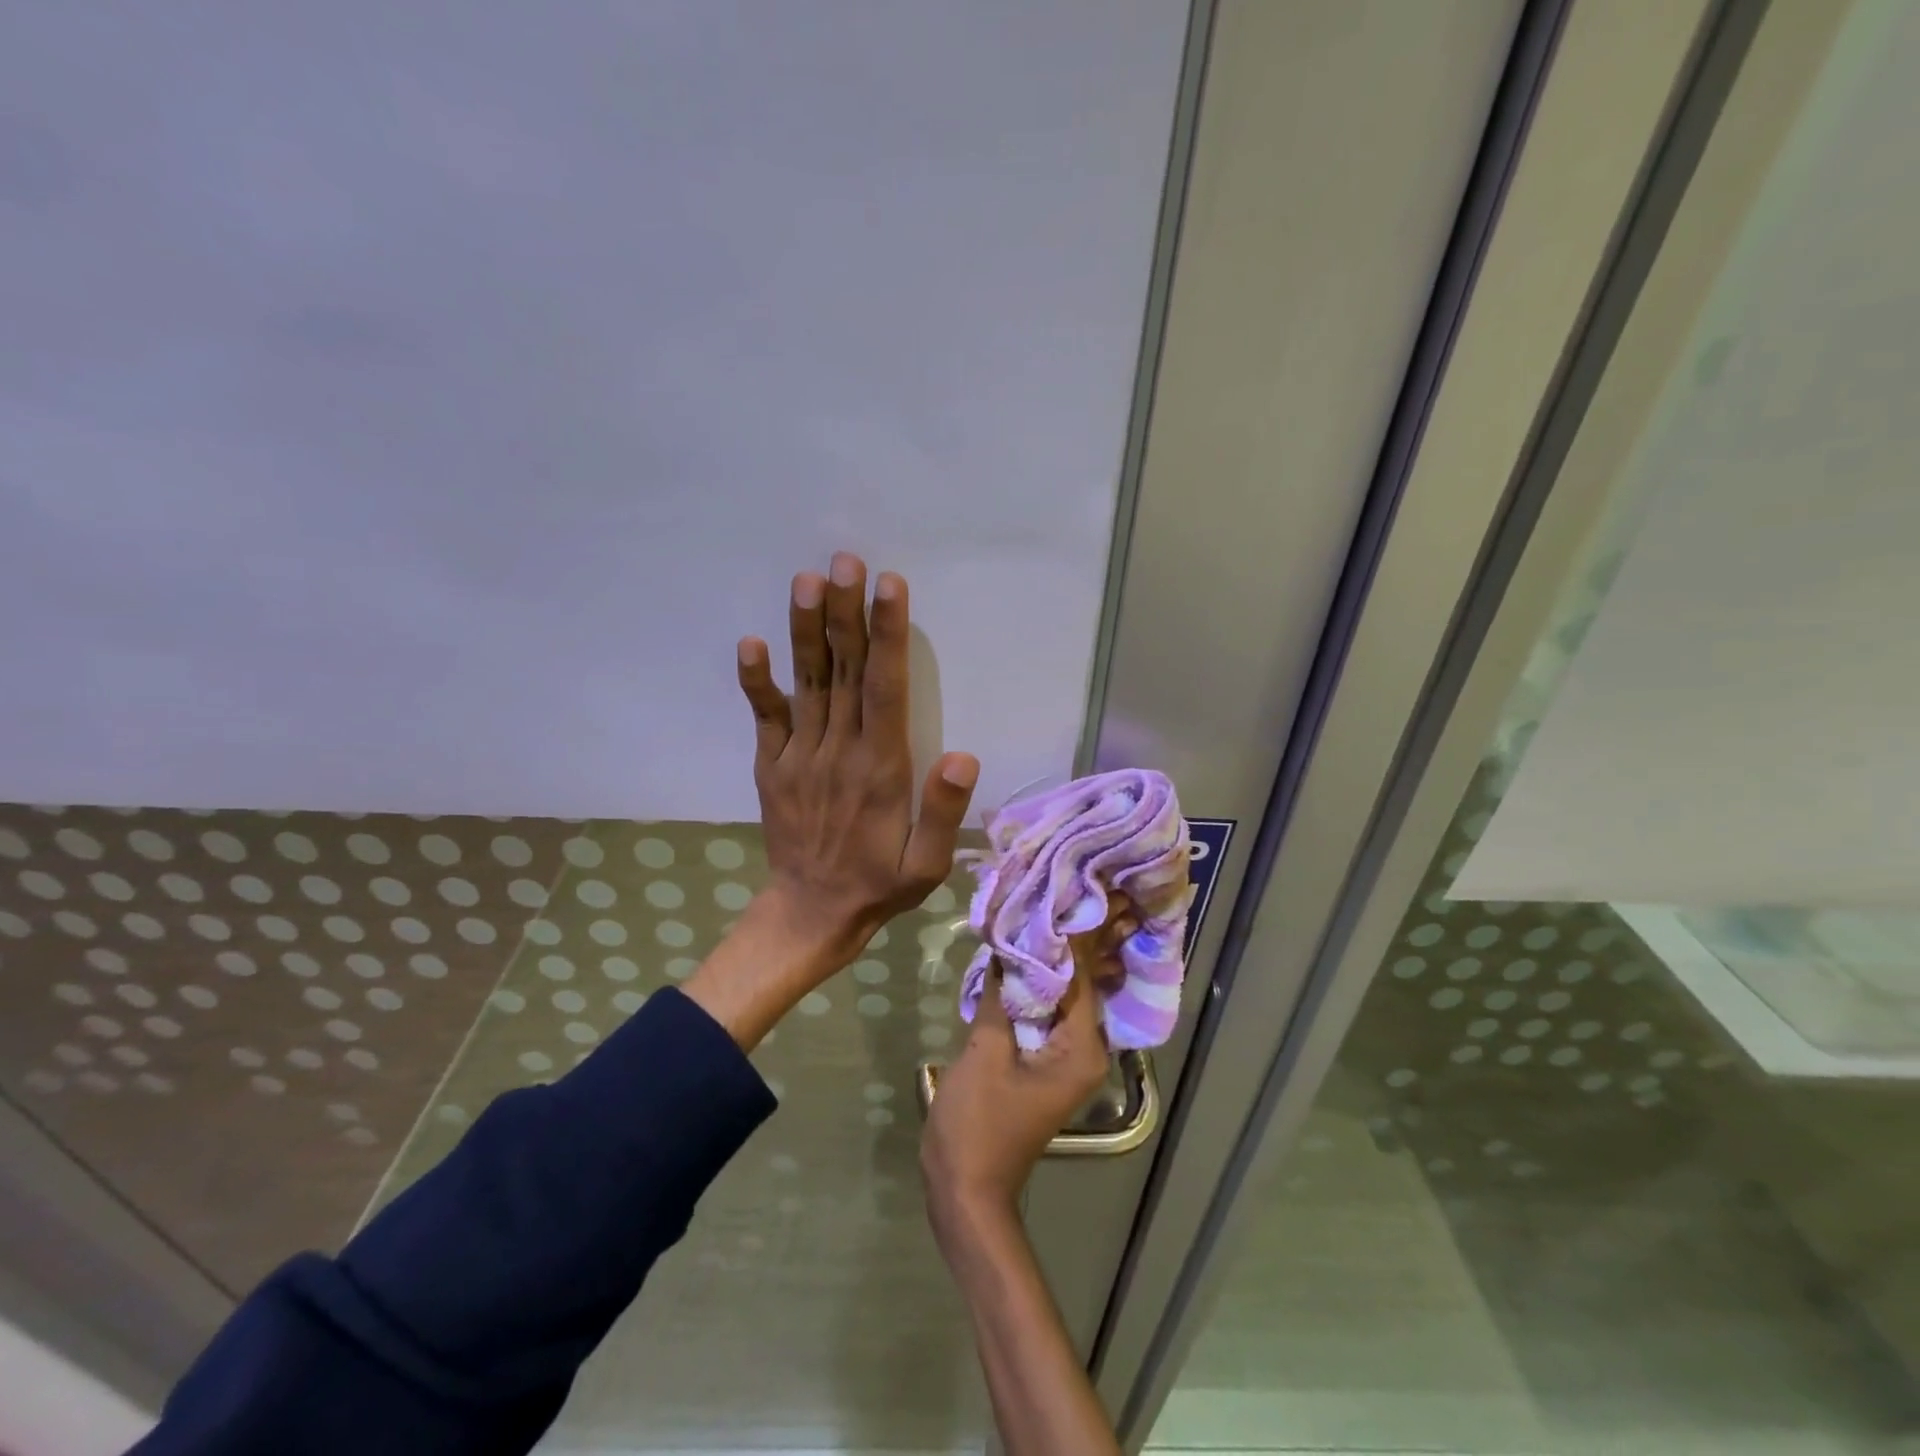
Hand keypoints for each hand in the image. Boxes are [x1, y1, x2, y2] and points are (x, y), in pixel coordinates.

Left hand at [737, 552, 979, 959]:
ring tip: (807, 581)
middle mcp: (838, 752)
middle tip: (846, 560)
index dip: (888, 636)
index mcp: (881, 769)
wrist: (811, 913)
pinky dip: (755, 682)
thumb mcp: (928, 865)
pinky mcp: (771, 766)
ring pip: (806, 684)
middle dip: (846, 613)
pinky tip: (750, 643)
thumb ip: (943, 812)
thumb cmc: (880, 885)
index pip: (886, 690)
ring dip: (805, 631)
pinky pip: (764, 718)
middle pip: (843, 672)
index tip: (889, 588)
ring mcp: (799, 756)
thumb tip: (964, 756)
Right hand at [920, 898, 1138, 1231]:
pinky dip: (1035, 983)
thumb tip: (1004, 945)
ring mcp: (1064, 1058)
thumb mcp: (985, 1053)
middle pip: (1079, 983)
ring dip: (1051, 958)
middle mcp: (1083, 1050)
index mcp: (1080, 1048)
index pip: (1081, 976)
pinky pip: (1045, 1011)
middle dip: (1072, 940)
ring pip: (1061, 995)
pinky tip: (1019, 953)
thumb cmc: (978, 1123)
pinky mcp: (1044, 1061)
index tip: (1065, 888)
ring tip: (1044, 908)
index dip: (1072, 933)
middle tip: (1066, 888)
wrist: (965, 1188)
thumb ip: (998, 996)